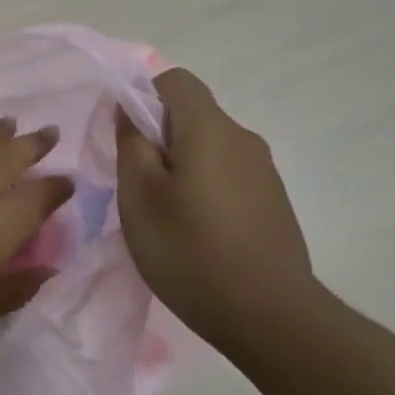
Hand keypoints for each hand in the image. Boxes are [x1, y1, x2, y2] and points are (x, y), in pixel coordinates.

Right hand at [115, 68, 316, 350]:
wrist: (267, 314)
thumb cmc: (189, 250)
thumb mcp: (139, 196)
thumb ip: (131, 143)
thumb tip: (129, 110)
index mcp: (210, 129)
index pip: (174, 80)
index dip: (141, 97)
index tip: (123, 138)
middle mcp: (243, 139)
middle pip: (192, 115)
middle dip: (157, 137)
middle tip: (134, 185)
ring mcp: (263, 171)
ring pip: (208, 148)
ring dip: (179, 166)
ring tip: (162, 214)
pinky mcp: (271, 201)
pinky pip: (227, 175)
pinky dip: (202, 188)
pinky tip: (193, 232)